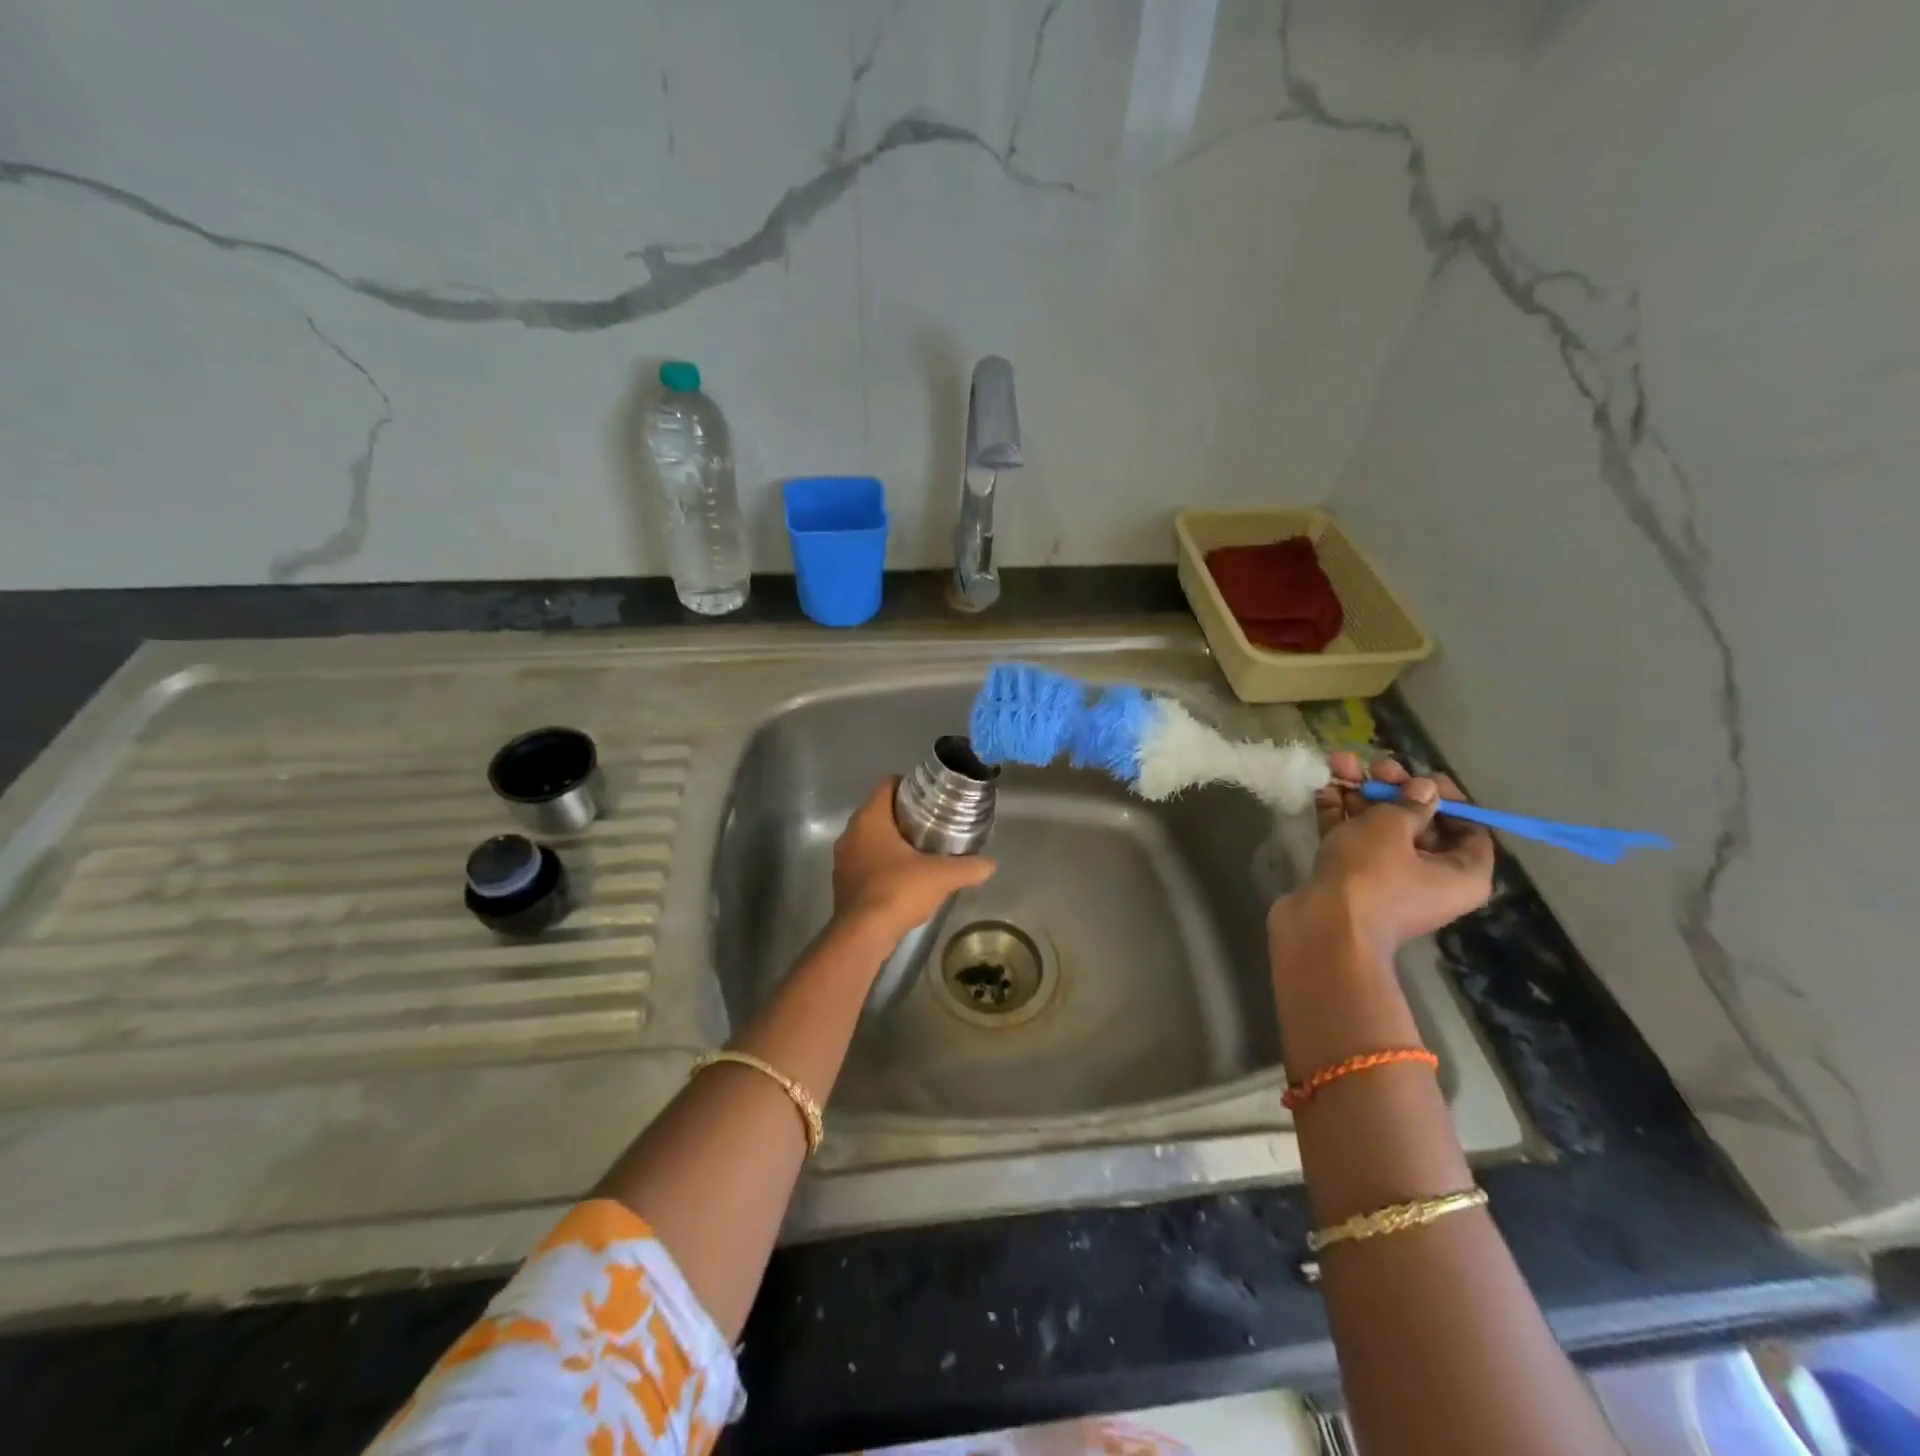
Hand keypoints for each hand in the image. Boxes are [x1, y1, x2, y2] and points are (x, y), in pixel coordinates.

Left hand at [832, 778, 995, 940]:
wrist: (863, 935)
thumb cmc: (898, 891)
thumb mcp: (941, 876)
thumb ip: (968, 867)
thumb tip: (990, 864)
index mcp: (869, 819)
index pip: (886, 784)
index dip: (909, 786)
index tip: (930, 798)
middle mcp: (850, 833)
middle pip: (879, 811)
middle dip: (904, 816)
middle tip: (932, 824)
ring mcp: (842, 859)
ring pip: (870, 838)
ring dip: (891, 841)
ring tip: (921, 851)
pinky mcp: (842, 883)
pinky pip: (864, 862)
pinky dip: (882, 863)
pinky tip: (903, 878)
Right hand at [1281, 751, 1494, 959]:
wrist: (1323, 927)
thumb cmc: (1371, 876)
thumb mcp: (1392, 828)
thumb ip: (1408, 802)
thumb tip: (1424, 789)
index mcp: (1461, 873)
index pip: (1468, 828)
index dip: (1446, 797)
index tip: (1420, 774)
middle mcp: (1428, 877)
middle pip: (1417, 824)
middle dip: (1393, 790)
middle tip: (1374, 766)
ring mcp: (1386, 879)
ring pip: (1378, 829)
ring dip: (1360, 795)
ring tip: (1338, 763)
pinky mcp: (1349, 880)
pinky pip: (1351, 840)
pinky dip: (1339, 815)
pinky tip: (1324, 786)